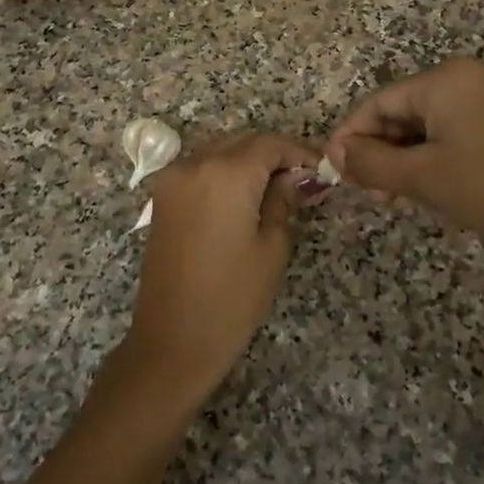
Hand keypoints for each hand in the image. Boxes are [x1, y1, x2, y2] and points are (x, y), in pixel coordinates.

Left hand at [119, 131, 318, 407]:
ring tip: (276, 190)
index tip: (321, 170)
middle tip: (302, 181)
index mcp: (226, 173)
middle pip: (243, 142)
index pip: (269, 143)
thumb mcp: (272, 247)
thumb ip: (284, 201)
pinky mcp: (161, 197)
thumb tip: (299, 177)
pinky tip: (243, 198)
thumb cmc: (231, 298)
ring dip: (248, 161)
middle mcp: (194, 164)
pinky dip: (224, 173)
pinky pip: (200, 169)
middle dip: (273, 155)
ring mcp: (172, 179)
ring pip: (219, 151)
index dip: (298, 152)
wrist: (171, 341)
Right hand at [327, 58, 483, 263]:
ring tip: (395, 197)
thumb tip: (333, 152)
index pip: (381, 101)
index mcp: (448, 77)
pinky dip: (435, 152)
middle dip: (382, 150)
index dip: (352, 134)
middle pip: (406, 109)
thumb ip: (369, 161)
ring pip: (431, 121)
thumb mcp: (420, 177)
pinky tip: (427, 184)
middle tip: (370, 192)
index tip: (334, 167)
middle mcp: (472, 73)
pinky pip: (457, 127)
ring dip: (407, 156)